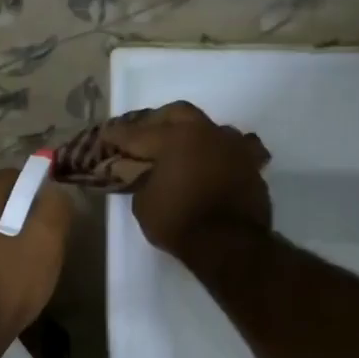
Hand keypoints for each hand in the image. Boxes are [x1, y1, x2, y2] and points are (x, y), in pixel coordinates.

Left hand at [0, 169, 71, 344]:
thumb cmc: (7, 286)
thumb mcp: (45, 244)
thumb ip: (53, 208)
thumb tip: (50, 191)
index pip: (13, 176)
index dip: (36, 194)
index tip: (49, 222)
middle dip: (17, 215)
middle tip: (37, 246)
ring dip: (0, 235)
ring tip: (18, 265)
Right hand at [105, 101, 271, 257]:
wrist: (230, 244)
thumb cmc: (179, 222)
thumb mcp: (144, 205)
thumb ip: (144, 181)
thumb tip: (150, 175)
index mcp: (174, 138)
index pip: (138, 133)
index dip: (119, 135)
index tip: (106, 134)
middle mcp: (206, 133)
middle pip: (179, 113)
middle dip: (159, 120)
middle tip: (147, 133)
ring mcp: (234, 147)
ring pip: (211, 128)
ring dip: (196, 135)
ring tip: (185, 149)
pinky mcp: (252, 166)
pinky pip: (237, 151)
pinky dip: (223, 155)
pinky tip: (217, 163)